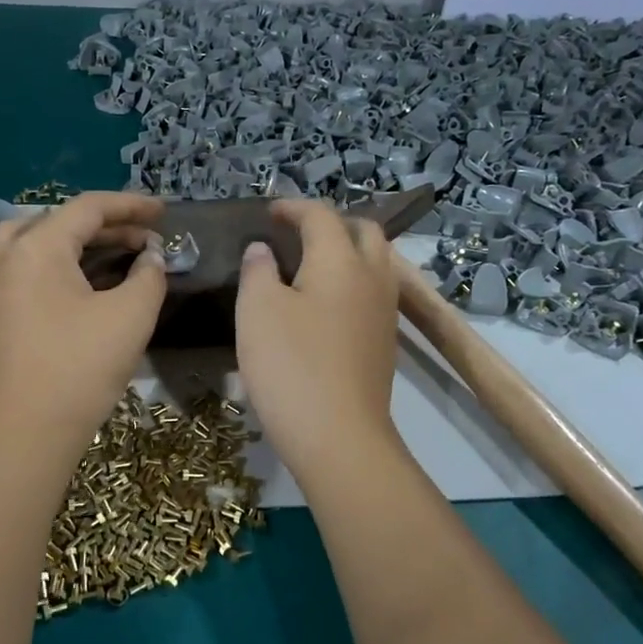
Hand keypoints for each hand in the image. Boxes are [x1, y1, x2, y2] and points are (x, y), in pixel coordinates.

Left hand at [0, 192, 164, 455]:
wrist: (25, 432)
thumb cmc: (80, 367)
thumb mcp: (130, 315)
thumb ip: (148, 275)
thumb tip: (150, 257)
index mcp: (37, 246)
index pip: (88, 208)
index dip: (131, 206)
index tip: (164, 212)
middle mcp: (8, 256)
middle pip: (60, 220)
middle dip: (108, 225)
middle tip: (146, 238)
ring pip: (37, 242)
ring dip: (79, 241)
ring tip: (113, 252)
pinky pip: (27, 268)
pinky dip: (59, 263)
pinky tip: (85, 283)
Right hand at [235, 199, 403, 487]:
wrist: (339, 436)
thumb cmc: (291, 365)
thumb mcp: (257, 310)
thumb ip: (258, 270)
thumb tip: (263, 250)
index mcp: (341, 260)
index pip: (321, 215)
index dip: (293, 207)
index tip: (268, 212)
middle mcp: (373, 277)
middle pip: (364, 231)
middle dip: (331, 223)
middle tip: (297, 234)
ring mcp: (385, 312)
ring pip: (375, 262)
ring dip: (348, 251)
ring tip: (311, 265)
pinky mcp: (384, 343)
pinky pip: (373, 293)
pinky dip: (352, 282)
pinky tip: (324, 304)